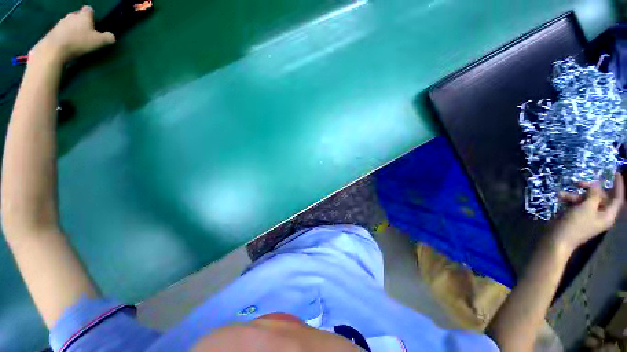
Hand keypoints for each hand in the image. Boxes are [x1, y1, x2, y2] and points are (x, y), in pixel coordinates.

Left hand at [30, 6, 114, 64]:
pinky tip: (68, 43)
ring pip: (70, 23)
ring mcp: (61, 22)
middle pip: (79, 16)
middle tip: (86, 33)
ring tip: (77, 40)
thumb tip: (112, 36)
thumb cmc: (79, 42)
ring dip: (73, 29)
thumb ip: (108, 38)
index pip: (89, 10)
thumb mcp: (99, 42)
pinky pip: (63, 30)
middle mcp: (72, 15)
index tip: (94, 24)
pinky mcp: (54, 30)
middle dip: (82, 22)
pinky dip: (66, 35)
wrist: (55, 48)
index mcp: (84, 15)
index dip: (92, 16)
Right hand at [553, 173, 624, 252]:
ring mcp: (588, 216)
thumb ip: (594, 194)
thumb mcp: (586, 207)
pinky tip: (560, 198)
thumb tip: (597, 184)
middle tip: (579, 182)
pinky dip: (569, 199)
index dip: (618, 186)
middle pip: (600, 197)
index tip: (615, 173)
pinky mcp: (577, 216)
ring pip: (586, 200)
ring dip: (576, 195)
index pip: (617, 199)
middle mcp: (600, 215)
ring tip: (563, 194)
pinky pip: (577, 204)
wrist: (558, 238)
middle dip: (590, 189)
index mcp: (607, 215)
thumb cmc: (576, 224)